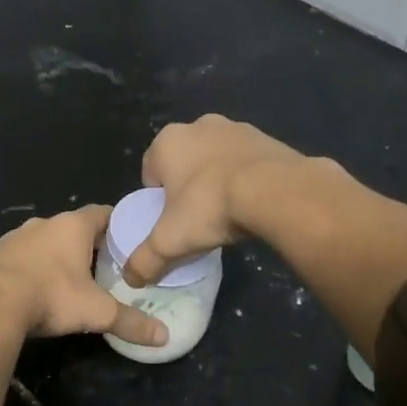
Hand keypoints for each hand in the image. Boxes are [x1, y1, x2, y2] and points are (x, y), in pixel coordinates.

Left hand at [0, 205, 167, 347]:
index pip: (103, 213)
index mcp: (72, 226)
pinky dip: (33, 267)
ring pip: (45, 240)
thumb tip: (164, 337)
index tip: (130, 240)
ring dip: (58, 255)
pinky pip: (22, 256)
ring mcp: (15, 237)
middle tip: (106, 266)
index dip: (118, 224)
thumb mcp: (97, 312)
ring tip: (71, 279)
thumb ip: (131, 322)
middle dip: (89, 244)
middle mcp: (44, 223)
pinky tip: (37, 288)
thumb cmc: (52, 296)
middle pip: (74, 227)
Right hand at [124, 116, 304, 285]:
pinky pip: (248, 161)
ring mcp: (236, 128)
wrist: (275, 191)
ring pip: (217, 159)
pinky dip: (247, 178)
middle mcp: (198, 125)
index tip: (171, 221)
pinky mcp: (267, 138)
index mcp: (167, 141)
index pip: (151, 172)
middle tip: (198, 218)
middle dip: (188, 186)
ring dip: (218, 179)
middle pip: (184, 162)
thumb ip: (145, 260)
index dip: (158, 199)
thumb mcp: (170, 241)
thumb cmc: (209, 207)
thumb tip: (131, 279)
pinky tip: (254, 202)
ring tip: (229, 212)